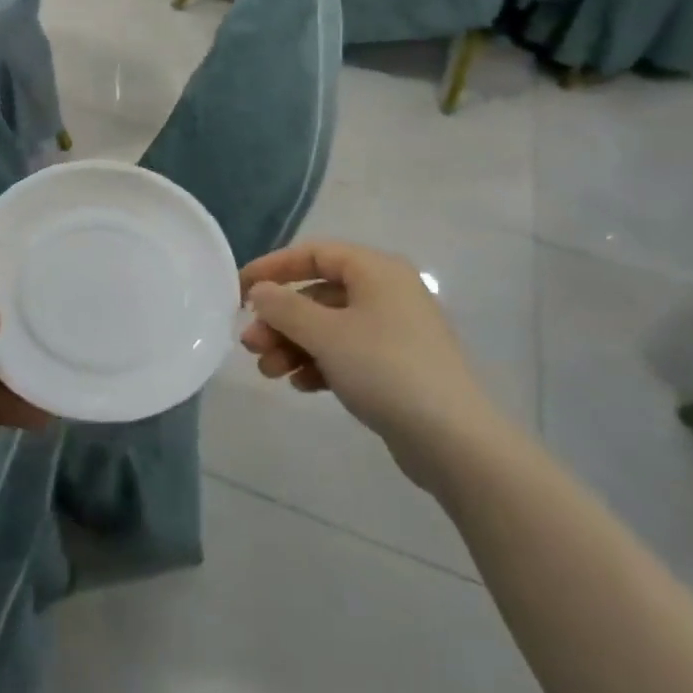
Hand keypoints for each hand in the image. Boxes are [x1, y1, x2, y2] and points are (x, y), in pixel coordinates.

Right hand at [241, 241, 493, 480]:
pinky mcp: (395, 366)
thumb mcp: (326, 334)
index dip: (273, 268)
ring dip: (294, 345)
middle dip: (280, 318)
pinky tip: (301, 385)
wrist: (452, 439)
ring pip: (329, 326)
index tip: (240, 291)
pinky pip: (346, 353)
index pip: (315, 253)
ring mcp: (393, 330)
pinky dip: (320, 363)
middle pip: (318, 294)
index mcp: (376, 270)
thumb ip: (285, 307)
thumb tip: (260, 291)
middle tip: (250, 345)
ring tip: (269, 372)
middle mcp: (386, 292)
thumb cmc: (385, 369)